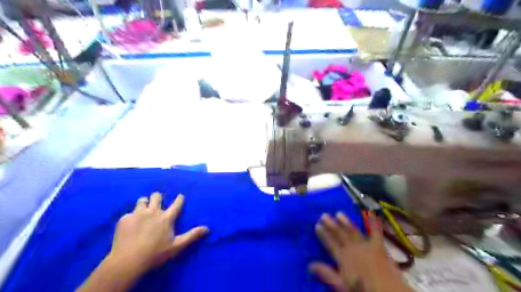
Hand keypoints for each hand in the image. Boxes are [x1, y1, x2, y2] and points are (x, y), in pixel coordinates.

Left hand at [108, 193, 208, 272]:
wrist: (127, 262)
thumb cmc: (155, 254)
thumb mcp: (177, 246)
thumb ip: (192, 236)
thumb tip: (207, 228)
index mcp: (166, 218)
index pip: (176, 203)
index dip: (179, 198)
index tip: (180, 196)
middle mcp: (153, 212)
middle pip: (156, 196)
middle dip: (158, 197)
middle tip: (158, 203)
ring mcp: (137, 214)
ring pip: (142, 200)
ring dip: (144, 203)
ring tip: (144, 211)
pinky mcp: (124, 219)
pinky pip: (129, 213)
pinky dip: (132, 217)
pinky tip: (131, 225)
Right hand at [309, 212, 410, 291]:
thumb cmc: (363, 290)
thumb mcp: (342, 286)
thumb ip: (327, 274)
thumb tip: (310, 264)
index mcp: (343, 258)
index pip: (330, 243)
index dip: (323, 234)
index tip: (317, 224)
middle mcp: (353, 248)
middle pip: (340, 235)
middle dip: (331, 224)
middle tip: (324, 214)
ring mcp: (366, 246)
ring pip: (353, 231)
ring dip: (346, 222)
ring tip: (339, 213)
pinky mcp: (379, 247)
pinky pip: (376, 233)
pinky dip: (373, 223)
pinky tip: (371, 214)